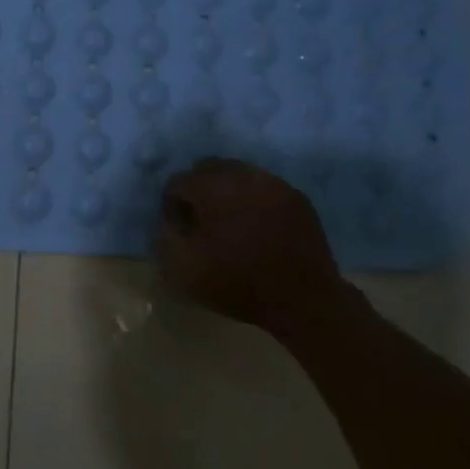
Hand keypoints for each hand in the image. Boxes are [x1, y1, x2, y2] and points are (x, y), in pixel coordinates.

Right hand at [155, 158, 351, 333]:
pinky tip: (256, 225)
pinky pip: (264, 186)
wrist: (303, 301)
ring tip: (229, 221)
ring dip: (227, 190)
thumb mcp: (183, 270)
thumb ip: (166, 236)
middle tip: (201, 220)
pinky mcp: (296, 197)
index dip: (172, 205)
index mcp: (212, 188)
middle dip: (199, 189)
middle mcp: (243, 175)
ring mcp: (274, 183)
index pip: (179, 181)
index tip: (178, 228)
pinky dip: (253, 199)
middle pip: (209, 168)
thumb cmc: (238, 284)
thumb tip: (172, 221)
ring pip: (239, 173)